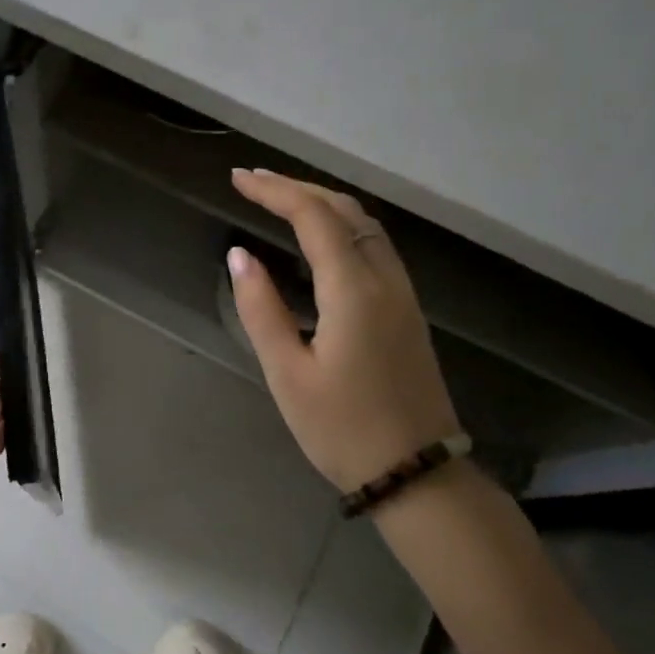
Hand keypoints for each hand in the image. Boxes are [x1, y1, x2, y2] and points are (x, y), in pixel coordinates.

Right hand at [228, 169, 458, 492]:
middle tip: (253, 182)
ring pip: (366, 225)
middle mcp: (385, 280)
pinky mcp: (407, 311)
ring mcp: (402, 294)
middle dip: (298, 188)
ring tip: (280, 200)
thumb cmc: (342, 429)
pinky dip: (342, 226)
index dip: (275, 191)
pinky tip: (319, 239)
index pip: (314, 217)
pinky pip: (374, 247)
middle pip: (345, 210)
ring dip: (323, 203)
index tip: (238, 179)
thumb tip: (240, 256)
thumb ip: (261, 309)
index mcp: (354, 291)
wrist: (416, 474)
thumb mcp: (287, 373)